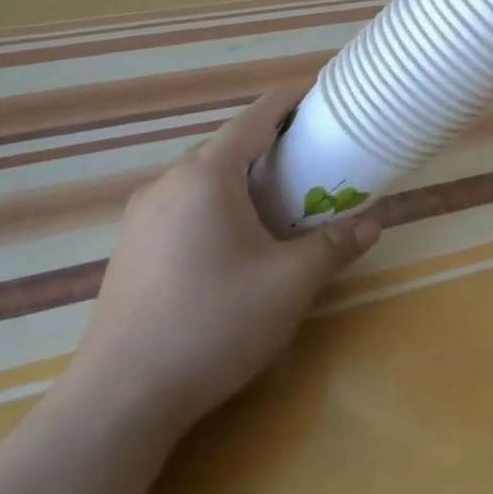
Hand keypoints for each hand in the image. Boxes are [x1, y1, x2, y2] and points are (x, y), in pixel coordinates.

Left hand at [71, 84, 379, 431]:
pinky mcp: (130, 249)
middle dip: (272, 140)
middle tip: (313, 152)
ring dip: (242, 174)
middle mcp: (168, 182)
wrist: (120, 400)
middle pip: (228, 144)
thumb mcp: (290, 283)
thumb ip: (334, 246)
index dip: (292, 99)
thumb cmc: (214, 322)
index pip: (256, 116)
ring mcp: (142, 216)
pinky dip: (216, 201)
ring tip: (279, 194)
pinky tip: (234, 238)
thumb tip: (372, 224)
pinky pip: (183, 205)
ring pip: (203, 176)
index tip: (323, 93)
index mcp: (207, 174)